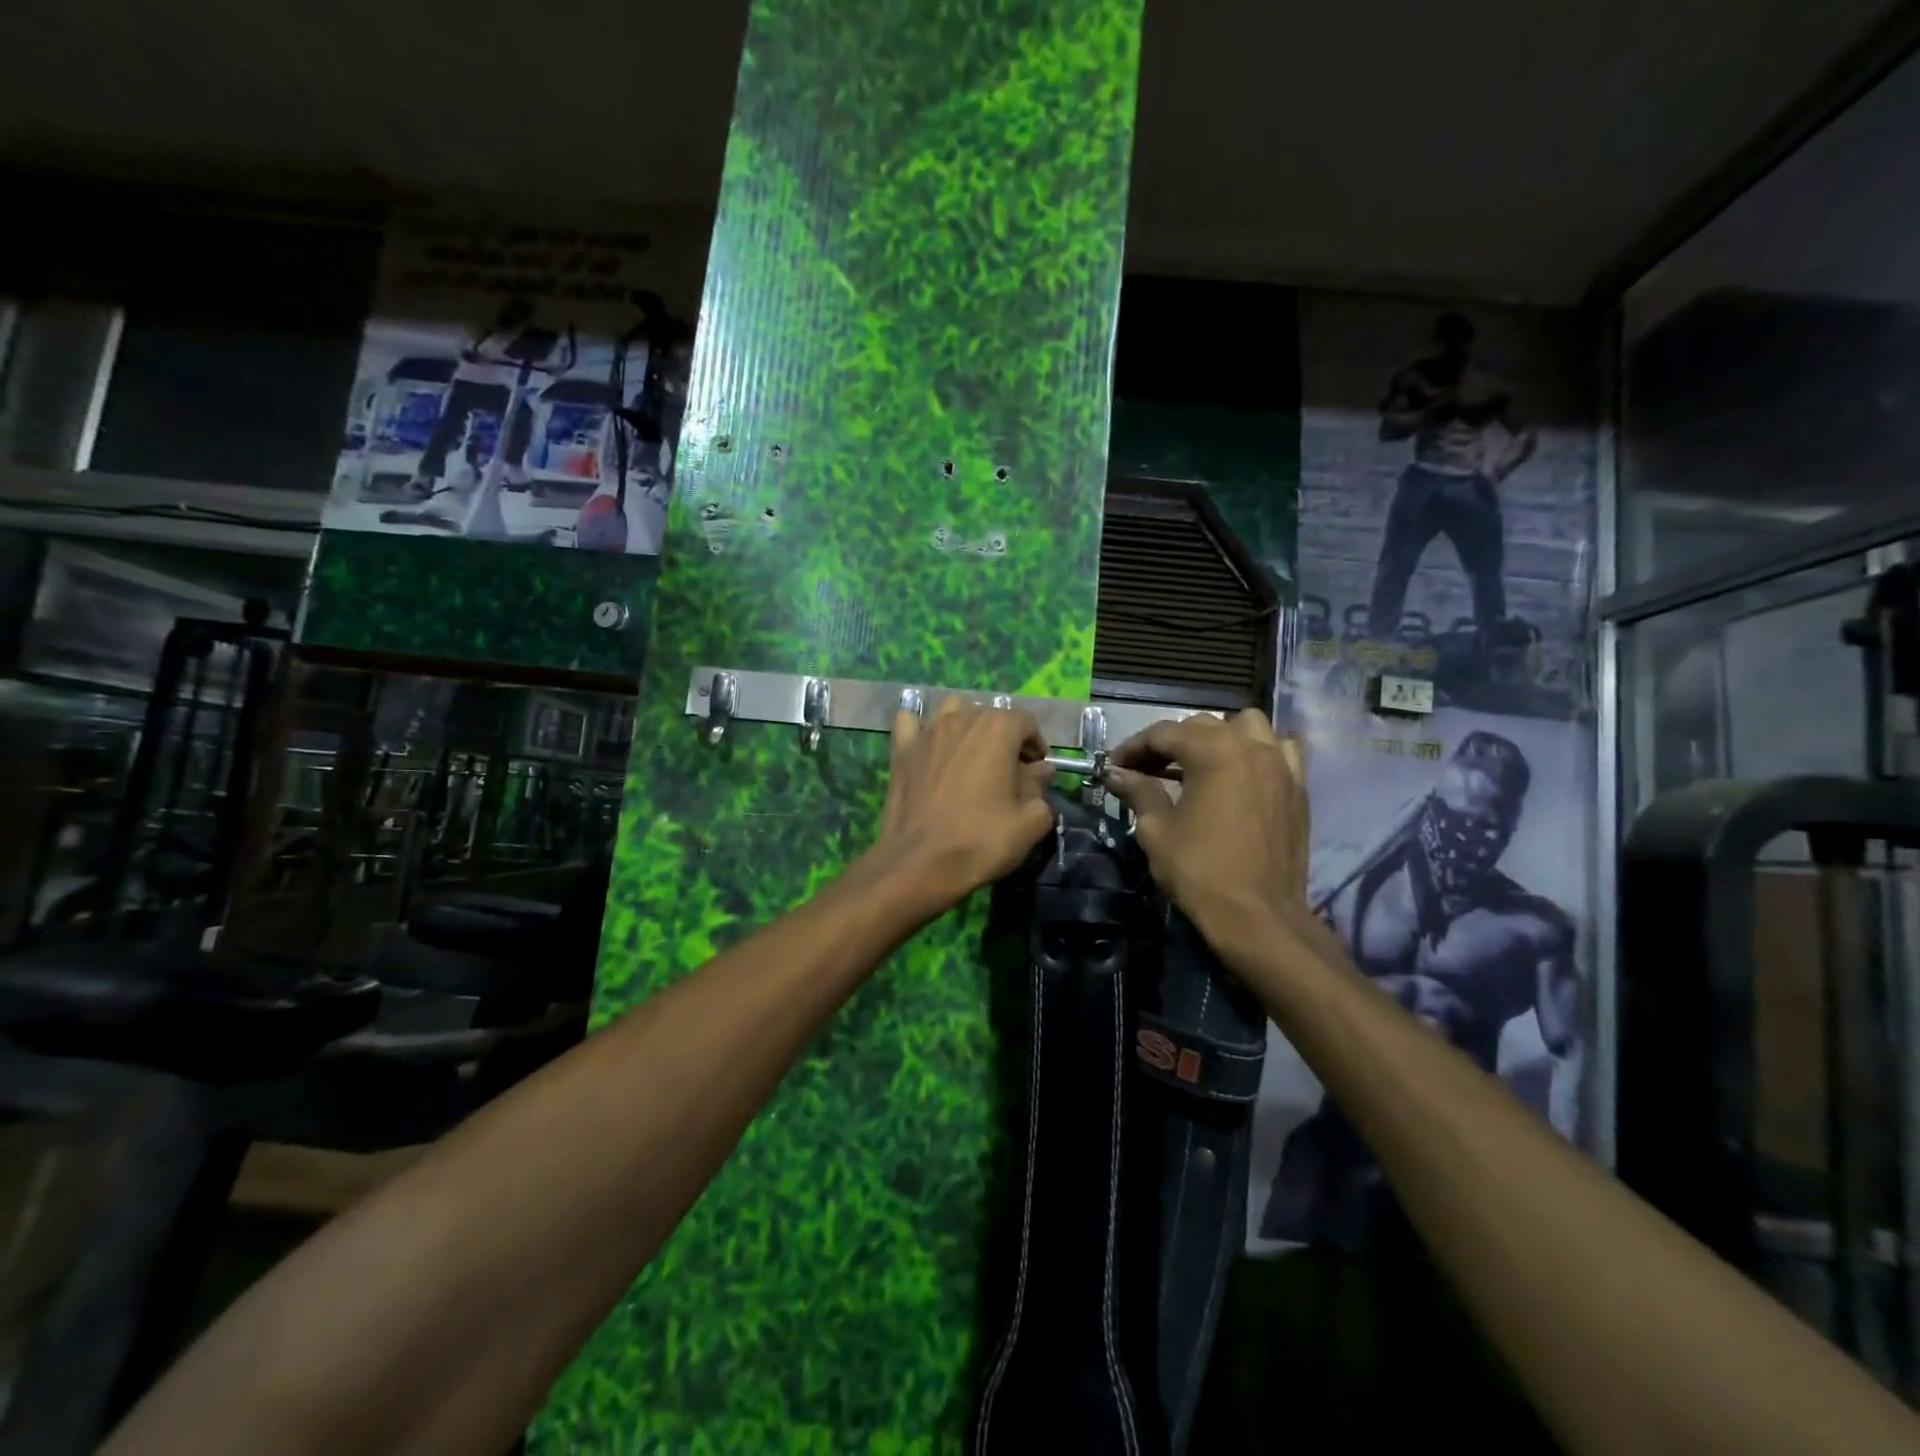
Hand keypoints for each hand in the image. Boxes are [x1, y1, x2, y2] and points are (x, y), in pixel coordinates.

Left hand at [871, 699, 1055, 910]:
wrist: (918, 863)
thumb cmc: (980, 841)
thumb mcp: (1030, 821)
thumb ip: (1041, 787)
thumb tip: (1041, 770)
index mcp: (998, 729)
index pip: (1026, 722)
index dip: (1037, 745)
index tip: (1037, 773)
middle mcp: (962, 719)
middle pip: (991, 715)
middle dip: (1005, 738)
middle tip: (1009, 773)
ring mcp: (927, 731)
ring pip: (952, 710)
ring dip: (967, 725)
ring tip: (972, 756)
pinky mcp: (901, 749)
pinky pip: (910, 722)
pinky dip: (921, 727)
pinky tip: (928, 745)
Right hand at [1105, 710, 1310, 949]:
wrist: (1259, 916)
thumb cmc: (1201, 870)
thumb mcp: (1157, 830)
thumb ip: (1139, 792)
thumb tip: (1116, 774)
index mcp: (1213, 751)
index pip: (1164, 733)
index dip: (1134, 747)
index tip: (1115, 765)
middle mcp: (1250, 746)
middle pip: (1203, 725)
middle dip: (1171, 742)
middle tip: (1147, 770)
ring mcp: (1280, 764)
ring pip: (1247, 727)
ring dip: (1218, 737)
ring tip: (1199, 763)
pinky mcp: (1298, 786)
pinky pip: (1279, 750)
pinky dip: (1257, 752)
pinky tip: (1241, 774)